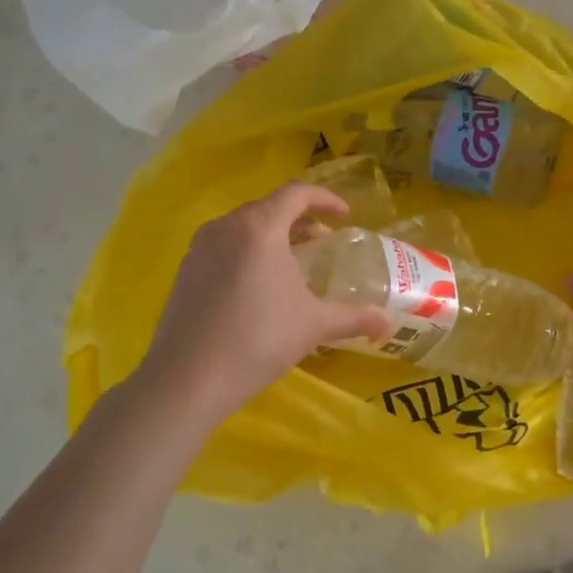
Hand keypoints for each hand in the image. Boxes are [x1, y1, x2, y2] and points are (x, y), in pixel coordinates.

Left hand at [130, 183, 389, 423]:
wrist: (187, 379)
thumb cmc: (258, 340)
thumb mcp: (313, 326)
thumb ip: (354, 317)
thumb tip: (387, 323)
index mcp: (260, 228)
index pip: (297, 194)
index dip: (326, 199)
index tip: (345, 217)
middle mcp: (226, 226)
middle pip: (269, 207)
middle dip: (300, 219)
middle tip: (321, 242)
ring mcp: (200, 247)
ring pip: (244, 226)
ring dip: (273, 235)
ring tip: (292, 262)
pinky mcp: (184, 270)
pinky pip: (224, 245)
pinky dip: (248, 251)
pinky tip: (257, 285)